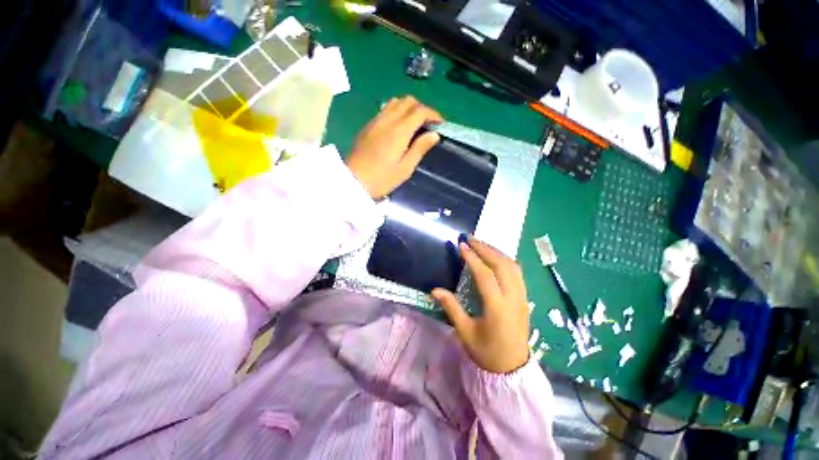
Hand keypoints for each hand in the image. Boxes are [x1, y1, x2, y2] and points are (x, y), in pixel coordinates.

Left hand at [346, 96, 442, 199]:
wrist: (353, 181)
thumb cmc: (382, 179)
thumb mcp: (405, 168)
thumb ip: (420, 149)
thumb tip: (434, 134)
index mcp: (399, 131)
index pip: (419, 111)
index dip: (433, 114)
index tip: (441, 124)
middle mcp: (387, 120)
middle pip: (408, 101)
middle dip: (422, 109)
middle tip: (428, 125)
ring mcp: (376, 121)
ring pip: (396, 102)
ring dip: (409, 108)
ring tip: (415, 124)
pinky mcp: (368, 125)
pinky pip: (386, 109)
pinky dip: (397, 111)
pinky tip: (399, 126)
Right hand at [432, 237, 529, 373]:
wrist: (512, 369)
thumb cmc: (486, 352)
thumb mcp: (465, 332)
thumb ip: (451, 308)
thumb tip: (435, 290)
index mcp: (497, 308)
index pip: (485, 274)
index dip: (472, 258)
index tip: (462, 245)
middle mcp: (513, 298)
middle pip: (502, 265)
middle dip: (485, 248)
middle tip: (471, 238)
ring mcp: (522, 297)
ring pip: (513, 266)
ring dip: (496, 251)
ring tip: (481, 244)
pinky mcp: (525, 298)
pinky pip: (517, 273)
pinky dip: (505, 260)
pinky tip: (495, 257)